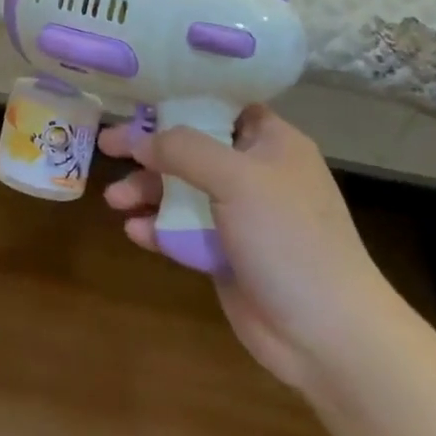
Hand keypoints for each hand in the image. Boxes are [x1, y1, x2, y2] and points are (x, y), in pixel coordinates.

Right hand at [99, 107, 394, 387]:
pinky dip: (157, 228)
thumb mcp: (236, 179)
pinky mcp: (225, 254)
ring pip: (181, 190)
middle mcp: (255, 173)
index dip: (178, 100)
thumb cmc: (289, 239)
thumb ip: (183, 150)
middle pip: (190, 148)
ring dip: (146, 192)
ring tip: (114, 201)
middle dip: (148, 150)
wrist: (328, 335)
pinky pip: (182, 230)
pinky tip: (135, 232)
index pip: (219, 106)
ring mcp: (240, 216)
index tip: (136, 100)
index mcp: (271, 143)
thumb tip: (138, 140)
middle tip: (107, 147)